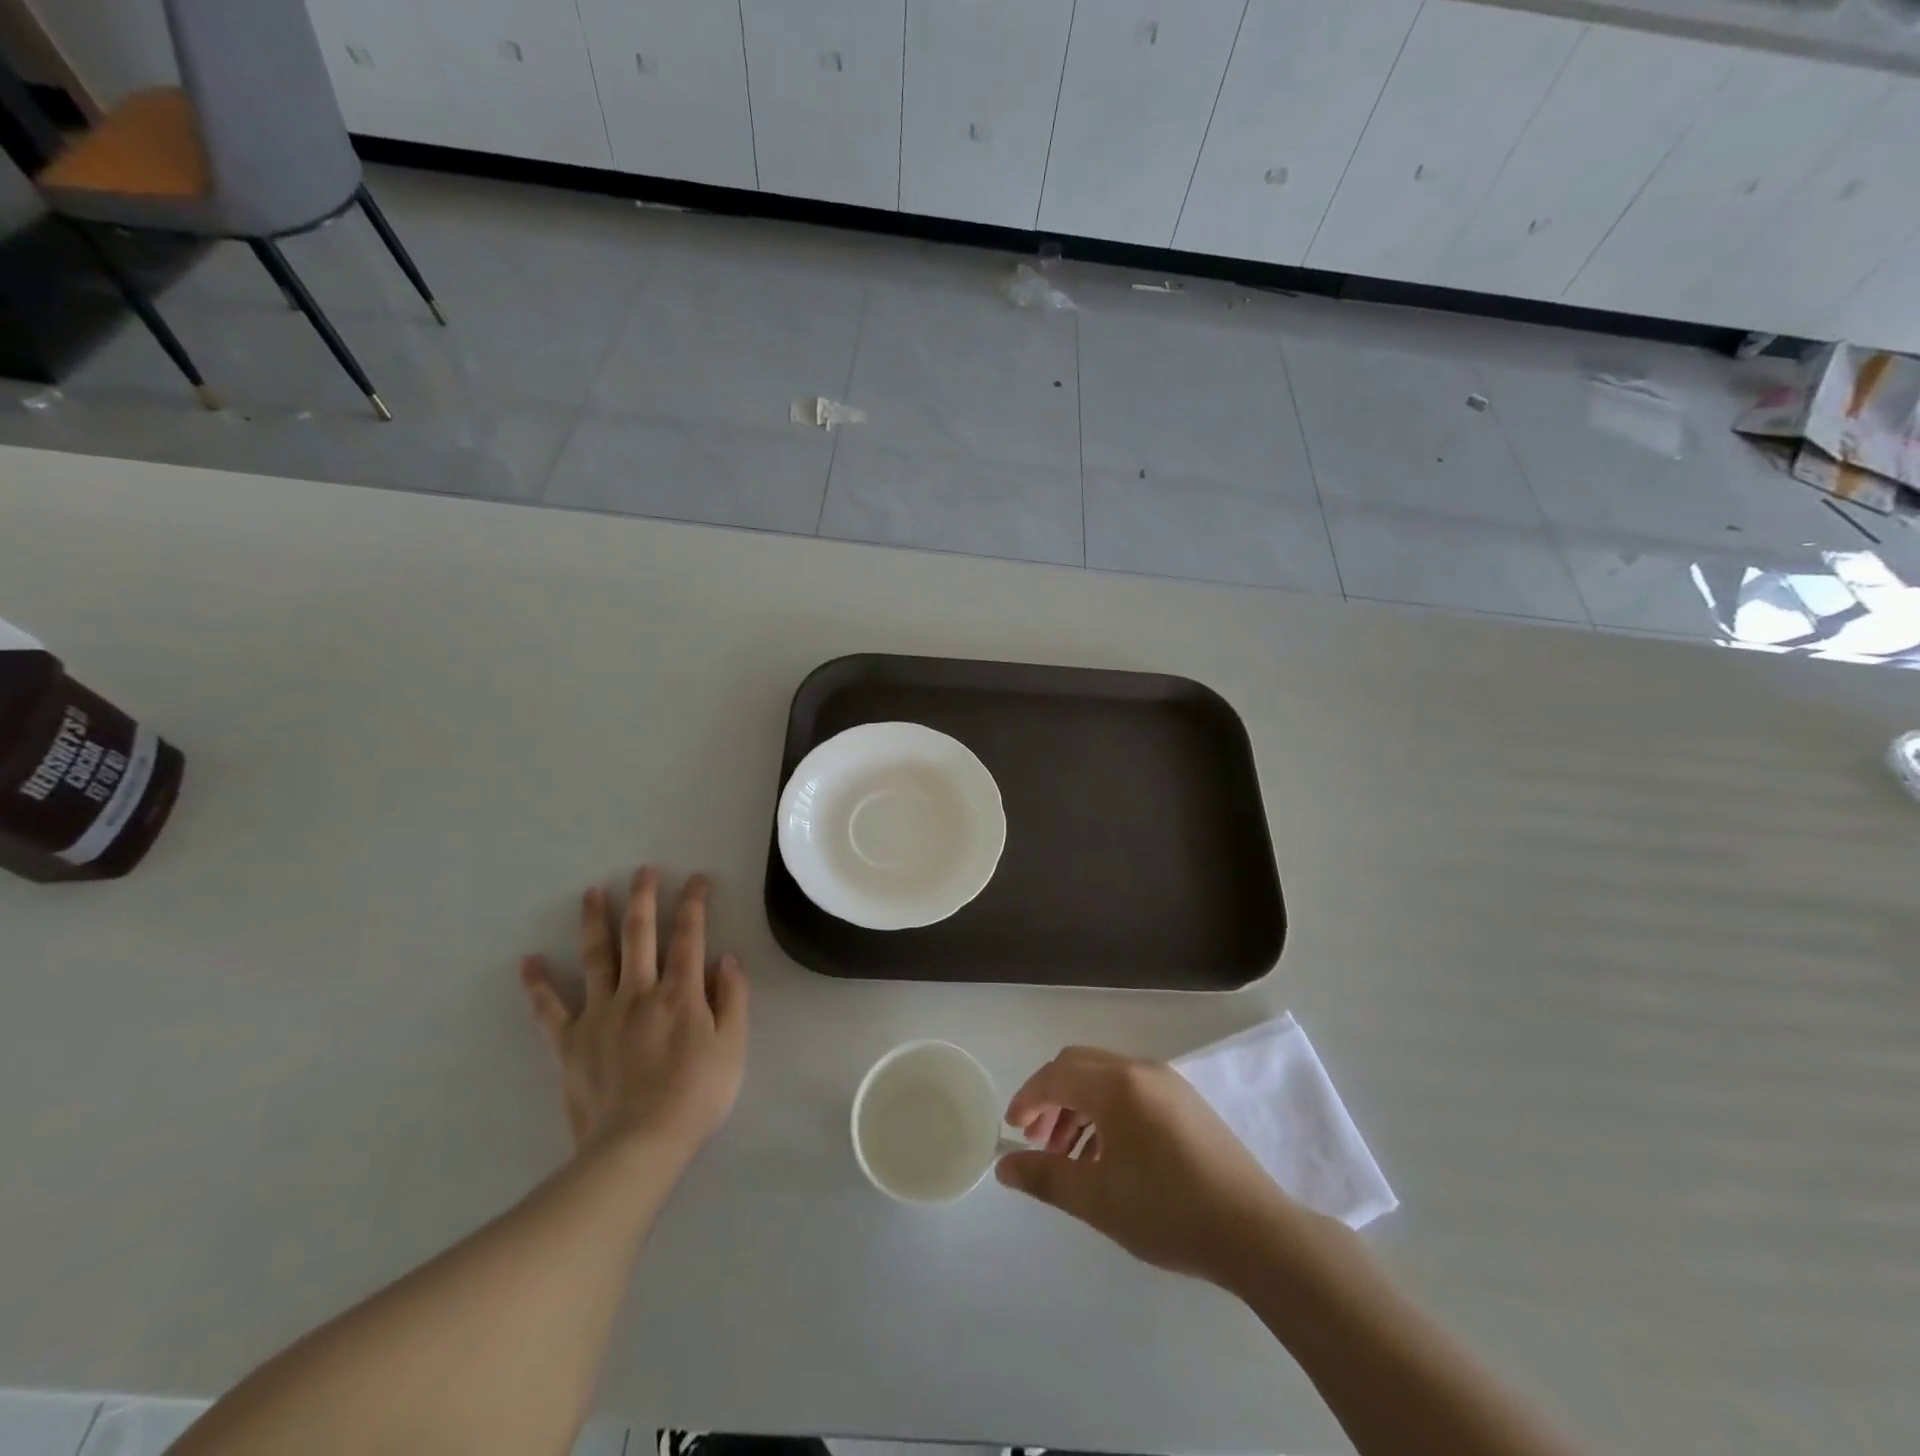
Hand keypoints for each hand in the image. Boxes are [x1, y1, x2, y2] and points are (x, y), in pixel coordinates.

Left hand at [519, 868, 748, 1162]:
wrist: (638, 1147)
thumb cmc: (696, 1096)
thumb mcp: (733, 1047)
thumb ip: (732, 999)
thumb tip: (726, 958)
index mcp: (680, 992)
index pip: (689, 935)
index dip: (693, 903)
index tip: (696, 879)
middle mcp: (639, 991)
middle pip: (639, 934)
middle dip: (643, 898)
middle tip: (642, 871)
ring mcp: (600, 1014)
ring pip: (596, 957)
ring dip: (595, 921)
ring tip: (592, 892)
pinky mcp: (570, 1042)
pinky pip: (550, 1009)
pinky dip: (538, 985)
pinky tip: (528, 962)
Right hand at [998, 1046, 1302, 1285]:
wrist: (1255, 1231)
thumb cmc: (1168, 1213)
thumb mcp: (1098, 1200)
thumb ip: (1045, 1176)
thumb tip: (1004, 1166)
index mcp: (1116, 1086)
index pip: (1055, 1076)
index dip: (1027, 1099)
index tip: (1012, 1130)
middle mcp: (1139, 1069)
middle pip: (1078, 1066)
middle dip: (1050, 1098)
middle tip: (1038, 1141)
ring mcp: (1166, 1080)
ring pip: (1104, 1077)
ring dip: (1077, 1105)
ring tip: (1069, 1154)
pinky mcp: (1184, 1099)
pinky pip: (1130, 1089)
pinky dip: (1106, 1109)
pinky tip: (1107, 1154)